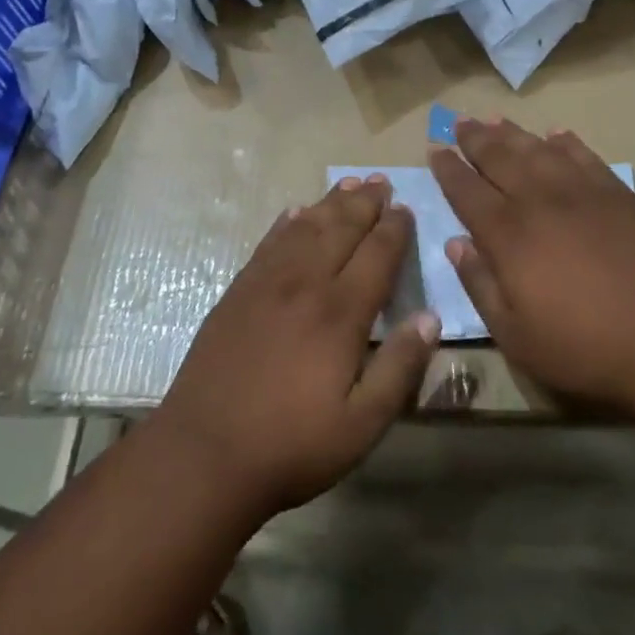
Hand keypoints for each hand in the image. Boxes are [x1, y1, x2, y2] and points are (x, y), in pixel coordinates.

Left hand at [156, 176, 439, 519]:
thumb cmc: (291, 445)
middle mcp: (304, 284)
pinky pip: (269, 243)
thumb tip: (430, 318)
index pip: (376, 255)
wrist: (204, 452)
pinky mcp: (238, 291)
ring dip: (329, 203)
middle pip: (340, 229)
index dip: (394, 229)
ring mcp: (266, 283)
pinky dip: (287, 222)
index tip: (406, 209)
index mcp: (339, 313)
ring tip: (348, 183)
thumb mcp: (361, 424)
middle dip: (365, 203)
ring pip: (305, 228)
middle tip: (381, 181)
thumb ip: (399, 368)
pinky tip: (295, 212)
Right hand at [429, 119, 634, 416]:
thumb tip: (456, 244)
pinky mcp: (619, 195)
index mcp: (509, 235)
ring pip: (538, 150)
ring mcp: (582, 192)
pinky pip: (584, 156)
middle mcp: (540, 201)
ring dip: (513, 133)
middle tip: (459, 122)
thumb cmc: (586, 347)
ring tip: (495, 119)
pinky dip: (566, 142)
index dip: (448, 169)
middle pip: (499, 159)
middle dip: (475, 139)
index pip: (467, 191)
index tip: (434, 149)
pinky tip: (556, 135)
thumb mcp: (515, 335)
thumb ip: (480, 285)